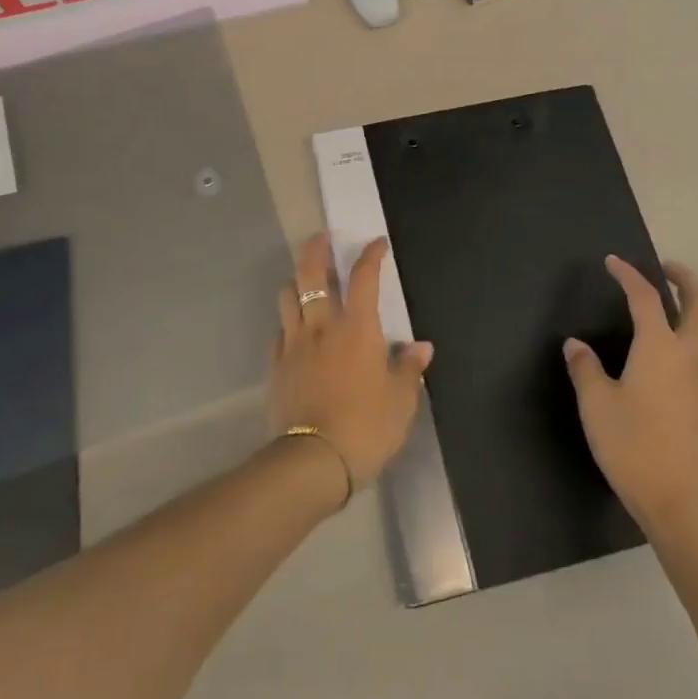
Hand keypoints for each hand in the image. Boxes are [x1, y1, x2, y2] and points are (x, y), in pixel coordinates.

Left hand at [269, 235, 433, 498]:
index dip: (371, 255)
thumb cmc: (366, 426)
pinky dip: (287, 322)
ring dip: (295, 281)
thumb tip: (421, 347)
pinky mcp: (276, 366)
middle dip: (316, 250)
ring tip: (303, 280)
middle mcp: (322, 325)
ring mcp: (294, 344)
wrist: (313, 461)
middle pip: (311, 273)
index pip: (364, 278)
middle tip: (321, 238)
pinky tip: (293, 329)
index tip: (376, 243)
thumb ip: (409, 370)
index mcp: (357, 328)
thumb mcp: (401, 401)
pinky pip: (278, 332)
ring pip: (288, 296)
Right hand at [563, 257, 697, 534]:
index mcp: (660, 348)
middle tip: (666, 269)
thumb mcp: (596, 406)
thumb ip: (586, 369)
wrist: (684, 504)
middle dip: (685, 280)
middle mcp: (693, 355)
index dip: (629, 275)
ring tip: (683, 302)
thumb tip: (576, 345)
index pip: (646, 298)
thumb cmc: (634, 448)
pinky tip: (692, 347)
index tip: (613, 262)